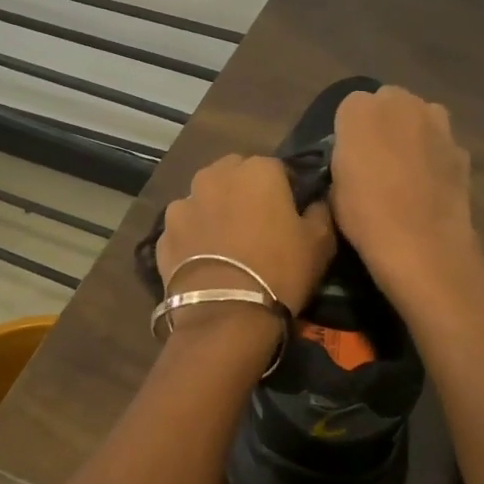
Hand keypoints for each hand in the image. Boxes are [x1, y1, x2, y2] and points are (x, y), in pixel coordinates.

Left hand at [155, 155, 335, 315]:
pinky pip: (185, 228)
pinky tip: (204, 261)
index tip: (290, 213)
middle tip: (257, 224)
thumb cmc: (280, 271)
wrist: (226, 315)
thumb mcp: (320, 242)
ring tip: (227, 244)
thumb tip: (315, 202)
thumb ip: (320, 211)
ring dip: (215, 210)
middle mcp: (215, 176)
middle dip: (245, 191)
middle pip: (234, 175)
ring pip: (204, 198)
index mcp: (257, 170)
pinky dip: (194, 237)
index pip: (277, 168)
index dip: (286, 189)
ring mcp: (183, 204)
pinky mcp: (163, 233)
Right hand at [330, 86, 477, 292]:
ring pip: (420, 118)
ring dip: (412, 134)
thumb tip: (354, 158)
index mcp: (359, 109)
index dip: (350, 131)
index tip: (349, 156)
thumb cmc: (364, 214)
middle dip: (383, 123)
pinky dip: (435, 157)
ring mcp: (437, 123)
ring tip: (405, 171)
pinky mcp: (461, 147)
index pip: (350, 106)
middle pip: (389, 103)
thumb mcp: (333, 186)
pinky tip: (428, 187)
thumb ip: (344, 157)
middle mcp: (401, 103)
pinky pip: (441, 145)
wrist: (422, 242)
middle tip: (377, 159)